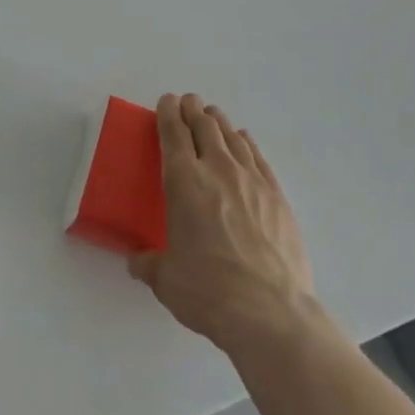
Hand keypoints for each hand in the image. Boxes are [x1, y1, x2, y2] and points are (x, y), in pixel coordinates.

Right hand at [130, 95, 320, 355]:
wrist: (270, 312)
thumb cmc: (208, 291)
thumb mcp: (166, 280)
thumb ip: (149, 264)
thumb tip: (137, 262)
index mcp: (183, 181)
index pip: (173, 133)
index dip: (168, 113)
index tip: (166, 101)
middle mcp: (217, 170)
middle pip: (204, 126)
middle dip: (193, 110)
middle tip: (188, 102)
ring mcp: (252, 181)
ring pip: (232, 137)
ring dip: (219, 123)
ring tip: (212, 116)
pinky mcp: (278, 197)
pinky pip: (258, 158)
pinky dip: (247, 144)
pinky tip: (244, 141)